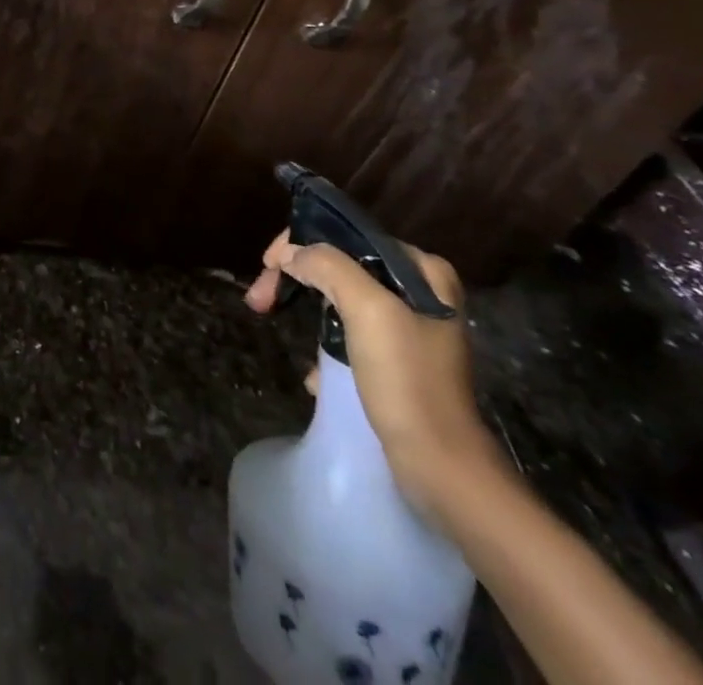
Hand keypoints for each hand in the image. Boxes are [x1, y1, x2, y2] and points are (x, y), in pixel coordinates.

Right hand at [246, 230, 505, 517]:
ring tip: (274, 323)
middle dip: (296, 278)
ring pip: (339, 298)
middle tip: (260, 299)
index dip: (299, 243)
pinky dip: (325, 346)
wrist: (442, 468)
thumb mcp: (368, 310)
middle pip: (339, 265)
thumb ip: (327, 266)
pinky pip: (348, 334)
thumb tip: (290, 253)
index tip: (267, 266)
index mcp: (422, 270)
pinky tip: (314, 373)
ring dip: (305, 310)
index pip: (346, 235)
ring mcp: (409, 328)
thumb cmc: (407, 381)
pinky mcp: (398, 362)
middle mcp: (419, 292)